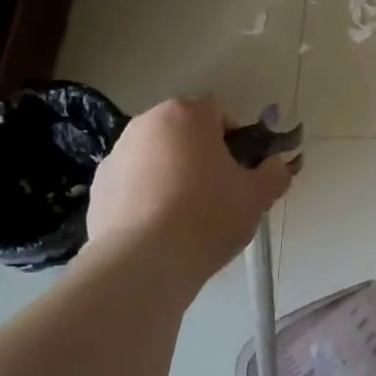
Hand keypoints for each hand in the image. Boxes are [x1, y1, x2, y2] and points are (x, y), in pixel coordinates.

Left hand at [85, 98, 294, 282]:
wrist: (143, 262)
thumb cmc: (208, 216)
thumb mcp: (258, 195)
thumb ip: (275, 173)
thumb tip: (277, 165)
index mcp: (186, 115)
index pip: (219, 113)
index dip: (235, 140)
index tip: (241, 171)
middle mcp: (145, 124)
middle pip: (184, 133)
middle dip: (201, 156)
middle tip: (219, 193)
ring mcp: (116, 155)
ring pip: (157, 158)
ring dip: (173, 175)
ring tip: (187, 216)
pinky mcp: (98, 187)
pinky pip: (133, 184)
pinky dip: (147, 198)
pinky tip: (160, 229)